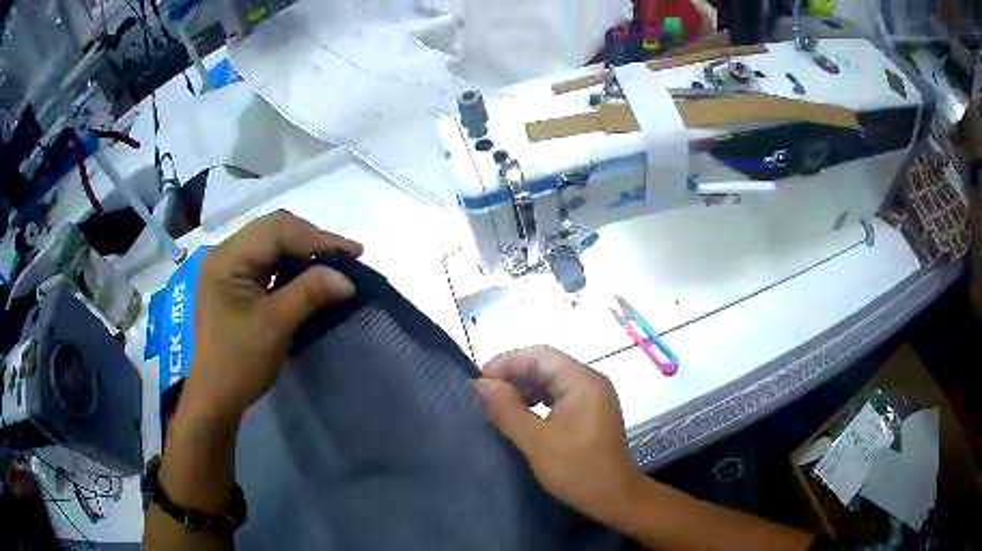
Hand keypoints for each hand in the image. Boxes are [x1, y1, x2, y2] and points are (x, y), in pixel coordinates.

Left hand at [182, 211, 362, 428]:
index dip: (317, 238)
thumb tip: (348, 278)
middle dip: (311, 242)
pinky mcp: (236, 286)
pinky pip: (268, 266)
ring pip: (272, 247)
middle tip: (346, 258)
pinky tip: (310, 278)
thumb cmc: (239, 362)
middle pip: (274, 232)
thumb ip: (310, 292)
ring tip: (333, 266)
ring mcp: (229, 270)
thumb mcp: (275, 324)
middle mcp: (225, 254)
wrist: (216, 398)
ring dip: (303, 254)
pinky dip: (292, 269)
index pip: (276, 231)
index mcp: (226, 258)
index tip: (354, 253)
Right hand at [473, 346, 641, 524]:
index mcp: (582, 381)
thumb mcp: (535, 441)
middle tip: (485, 394)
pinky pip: (560, 393)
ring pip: (552, 378)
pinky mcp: (592, 409)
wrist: (612, 496)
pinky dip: (538, 399)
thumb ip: (506, 409)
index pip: (539, 355)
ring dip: (525, 387)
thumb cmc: (575, 469)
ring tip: (499, 404)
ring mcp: (594, 394)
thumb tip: (481, 383)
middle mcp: (591, 380)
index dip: (506, 362)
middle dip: (514, 375)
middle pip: (546, 364)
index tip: (479, 380)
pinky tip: (523, 413)